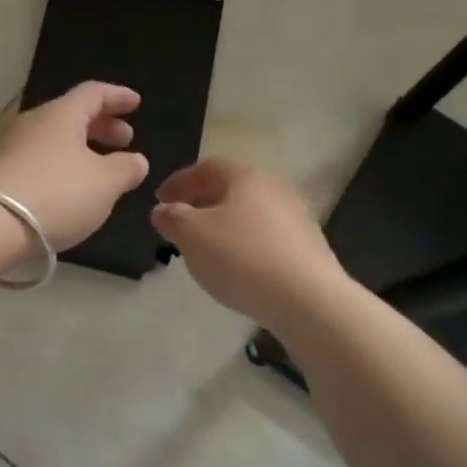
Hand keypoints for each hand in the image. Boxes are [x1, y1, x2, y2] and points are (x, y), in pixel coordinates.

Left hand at [0, 82, 149, 250]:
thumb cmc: (57, 194)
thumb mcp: (105, 183)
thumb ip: (126, 168)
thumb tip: (136, 160)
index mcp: (61, 115)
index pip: (94, 93)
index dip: (118, 97)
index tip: (136, 103)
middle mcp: (33, 123)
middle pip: (72, 115)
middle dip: (101, 125)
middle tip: (124, 140)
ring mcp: (11, 147)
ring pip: (54, 139)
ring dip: (80, 148)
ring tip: (100, 168)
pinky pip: (39, 160)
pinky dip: (61, 166)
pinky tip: (69, 189)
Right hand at [151, 158, 343, 323]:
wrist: (307, 299)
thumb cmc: (241, 257)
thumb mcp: (192, 235)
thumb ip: (173, 218)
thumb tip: (163, 210)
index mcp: (246, 177)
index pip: (207, 167)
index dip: (180, 181)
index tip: (159, 200)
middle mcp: (275, 189)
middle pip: (231, 188)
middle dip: (201, 202)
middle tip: (179, 221)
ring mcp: (296, 218)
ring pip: (249, 213)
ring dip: (223, 224)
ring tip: (204, 246)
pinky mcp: (307, 247)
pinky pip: (265, 236)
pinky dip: (243, 243)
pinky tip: (235, 265)